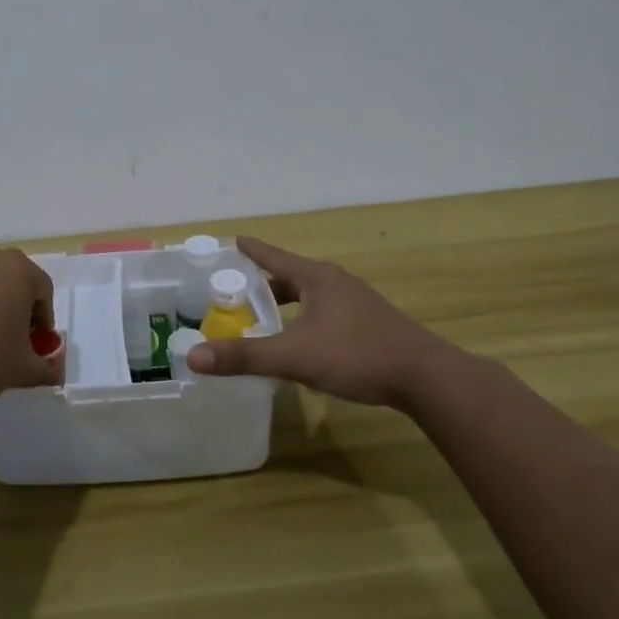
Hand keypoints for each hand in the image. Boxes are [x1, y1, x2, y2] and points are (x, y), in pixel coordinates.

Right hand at [185, 237, 464, 407]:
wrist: (426, 377)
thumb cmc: (356, 355)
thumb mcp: (293, 356)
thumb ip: (244, 356)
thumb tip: (193, 357)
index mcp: (316, 278)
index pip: (273, 256)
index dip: (250, 250)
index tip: (233, 240)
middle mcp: (336, 282)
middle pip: (290, 275)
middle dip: (263, 283)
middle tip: (236, 293)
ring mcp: (356, 302)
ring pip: (310, 296)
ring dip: (286, 303)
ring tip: (264, 319)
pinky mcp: (369, 323)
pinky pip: (326, 312)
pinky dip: (305, 319)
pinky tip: (302, 342)